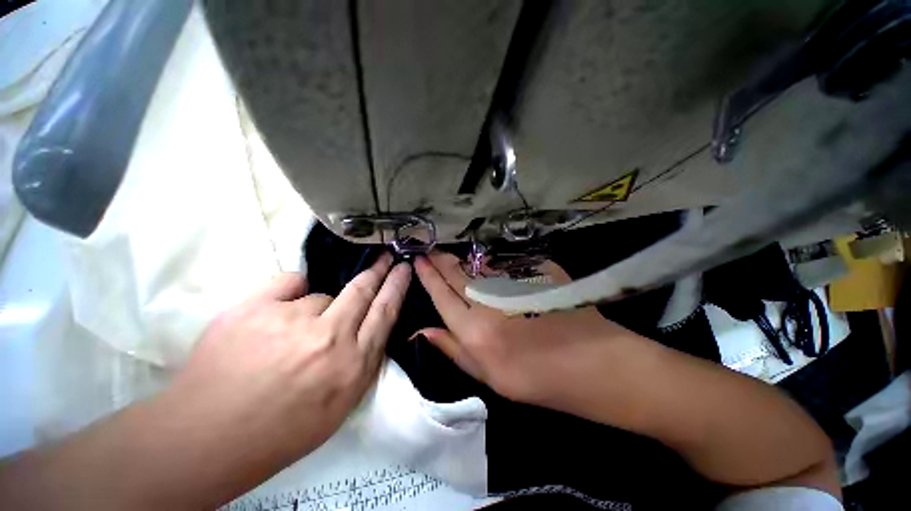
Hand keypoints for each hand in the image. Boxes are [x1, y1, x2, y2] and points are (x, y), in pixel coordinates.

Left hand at [163, 253, 410, 477]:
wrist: (206, 438)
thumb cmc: (282, 429)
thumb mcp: (342, 402)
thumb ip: (363, 359)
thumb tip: (370, 322)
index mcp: (352, 366)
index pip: (385, 312)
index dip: (396, 286)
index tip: (403, 268)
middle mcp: (329, 338)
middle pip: (363, 290)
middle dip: (379, 269)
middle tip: (386, 255)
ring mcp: (291, 319)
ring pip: (321, 294)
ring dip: (315, 309)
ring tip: (291, 336)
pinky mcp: (255, 307)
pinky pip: (291, 281)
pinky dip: (292, 291)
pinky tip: (278, 313)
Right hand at [414, 252, 632, 404]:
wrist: (590, 364)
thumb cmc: (536, 379)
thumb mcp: (487, 377)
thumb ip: (453, 349)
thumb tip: (423, 330)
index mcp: (474, 331)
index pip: (442, 295)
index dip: (428, 276)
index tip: (418, 260)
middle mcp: (489, 302)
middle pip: (456, 273)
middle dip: (439, 259)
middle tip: (429, 250)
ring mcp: (513, 283)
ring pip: (477, 265)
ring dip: (462, 259)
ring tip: (450, 256)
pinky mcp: (534, 272)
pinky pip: (502, 264)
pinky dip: (488, 263)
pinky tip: (484, 263)